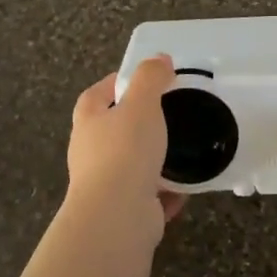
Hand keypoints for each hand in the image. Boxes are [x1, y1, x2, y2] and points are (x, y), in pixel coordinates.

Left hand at [63, 55, 184, 250]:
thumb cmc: (125, 152)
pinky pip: (149, 195)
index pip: (96, 94)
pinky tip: (188, 186)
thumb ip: (150, 78)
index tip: (142, 78)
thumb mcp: (141, 104)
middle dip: (136, 122)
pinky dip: (166, 191)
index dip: (116, 83)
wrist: (117, 218)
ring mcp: (105, 185)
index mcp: (89, 121)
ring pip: (131, 164)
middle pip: (113, 130)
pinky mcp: (124, 211)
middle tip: (168, 112)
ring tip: (182, 147)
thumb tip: (159, 58)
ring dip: (152, 158)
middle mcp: (90, 152)